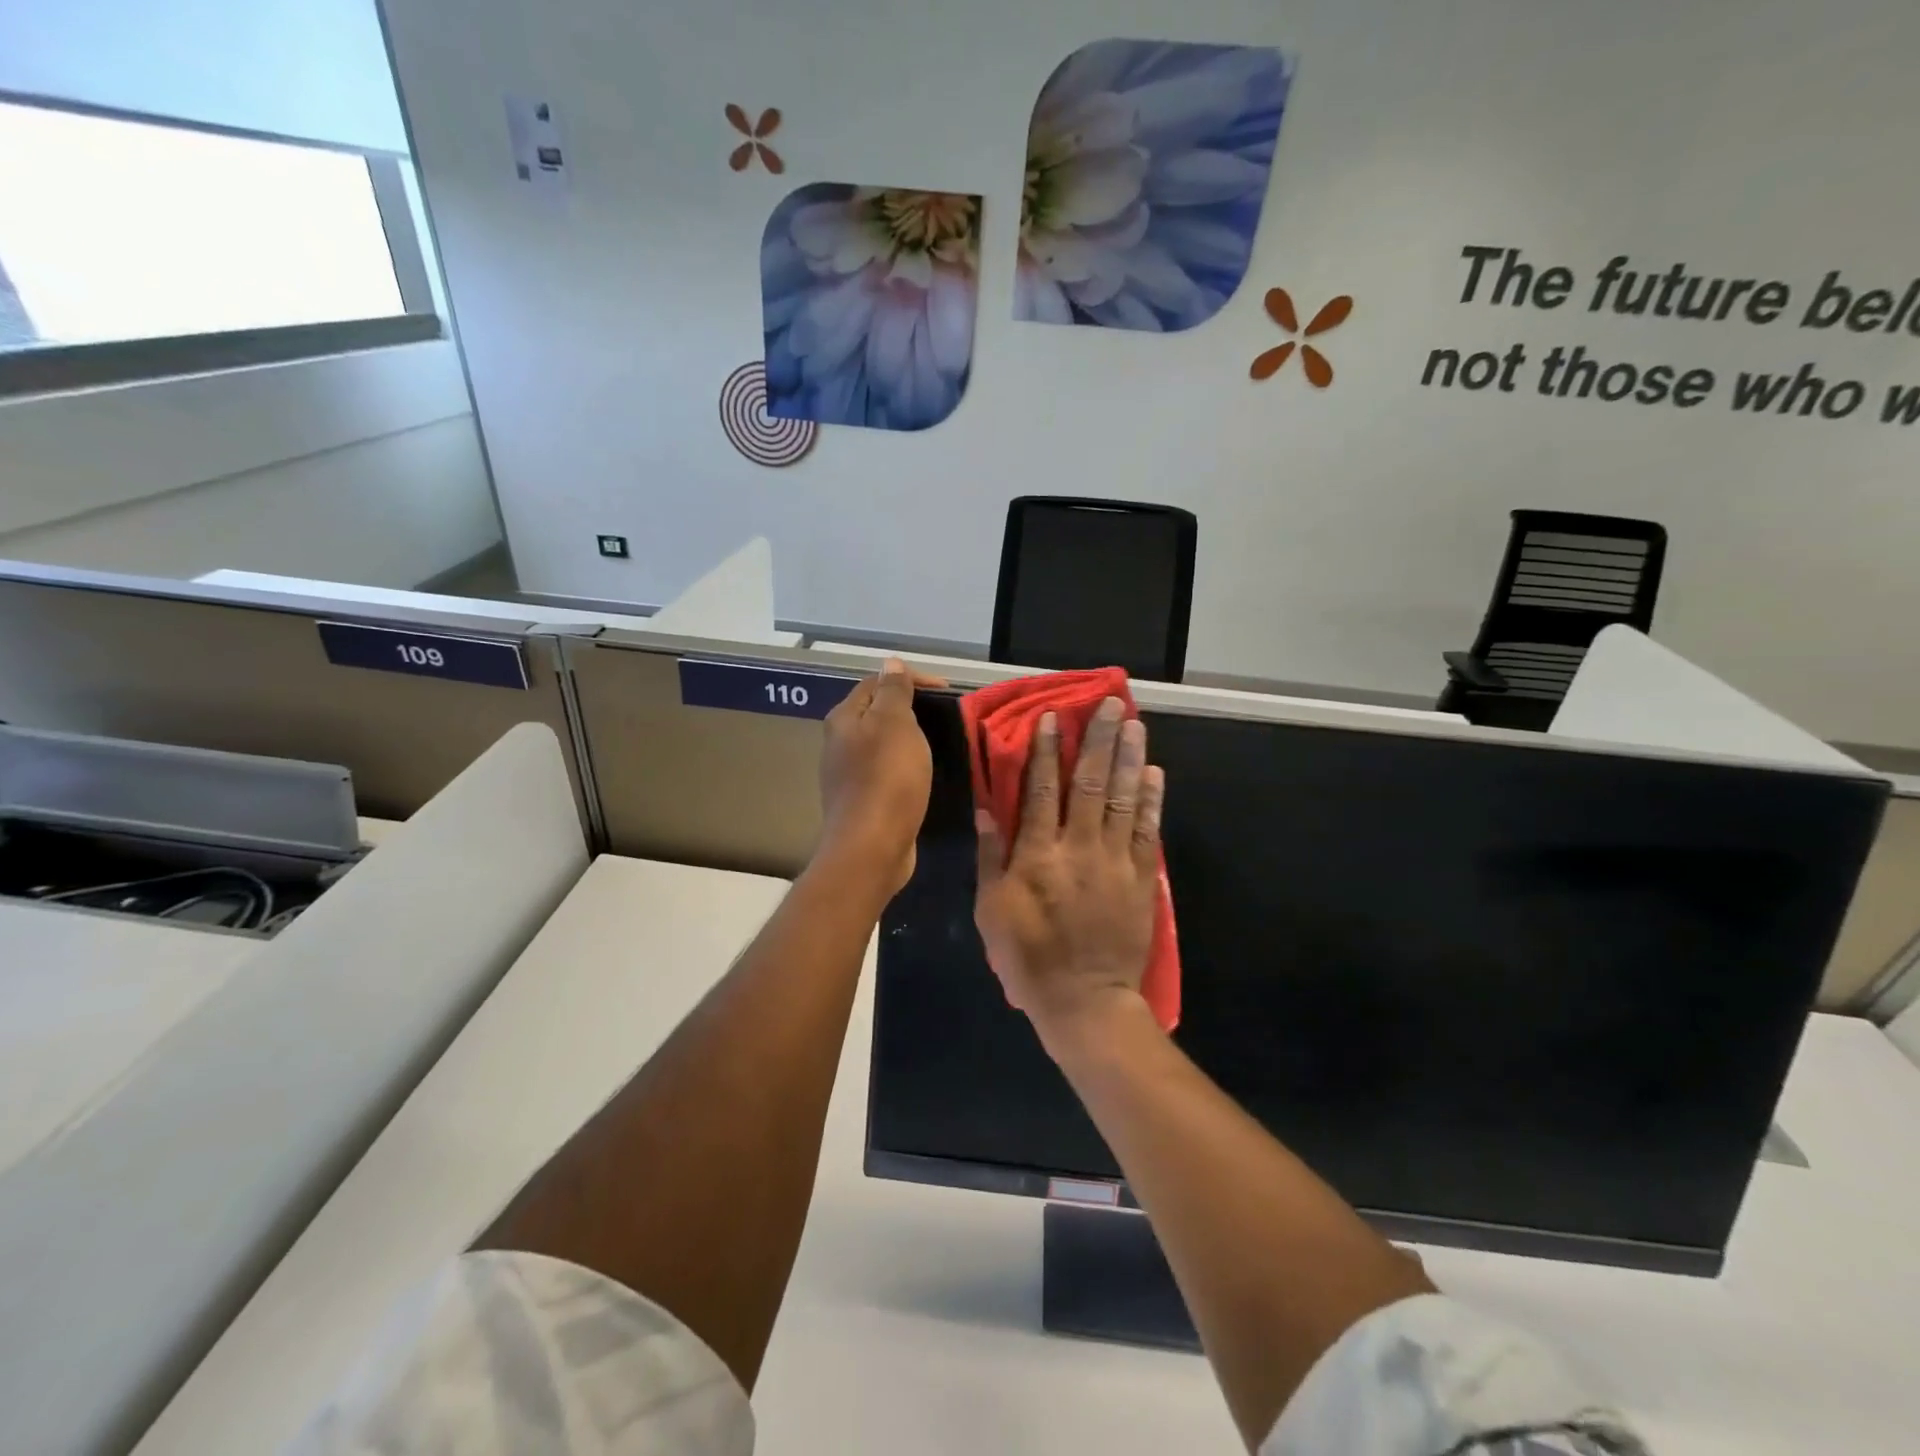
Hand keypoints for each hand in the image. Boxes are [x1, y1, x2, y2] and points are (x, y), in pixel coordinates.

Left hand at [818, 659, 939, 896]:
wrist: (871, 846)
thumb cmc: (886, 778)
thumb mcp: (895, 723)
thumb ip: (894, 691)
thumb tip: (891, 662)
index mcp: (844, 718)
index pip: (876, 682)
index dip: (911, 679)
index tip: (947, 691)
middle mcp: (839, 742)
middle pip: (876, 712)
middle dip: (910, 709)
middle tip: (944, 716)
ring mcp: (848, 774)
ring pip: (882, 744)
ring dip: (908, 740)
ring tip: (938, 743)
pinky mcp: (862, 801)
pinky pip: (886, 772)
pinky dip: (905, 766)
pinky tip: (922, 775)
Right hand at [974, 697, 1165, 1055]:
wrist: (1085, 1002)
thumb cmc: (1028, 957)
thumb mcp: (992, 910)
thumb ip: (990, 857)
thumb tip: (988, 809)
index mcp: (1037, 855)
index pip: (1040, 790)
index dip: (1045, 750)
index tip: (1052, 717)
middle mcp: (1078, 848)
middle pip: (1089, 783)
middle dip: (1098, 740)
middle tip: (1110, 704)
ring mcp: (1115, 862)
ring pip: (1122, 799)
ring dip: (1128, 759)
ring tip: (1135, 724)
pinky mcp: (1142, 879)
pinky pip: (1148, 831)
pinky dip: (1151, 800)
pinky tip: (1154, 773)